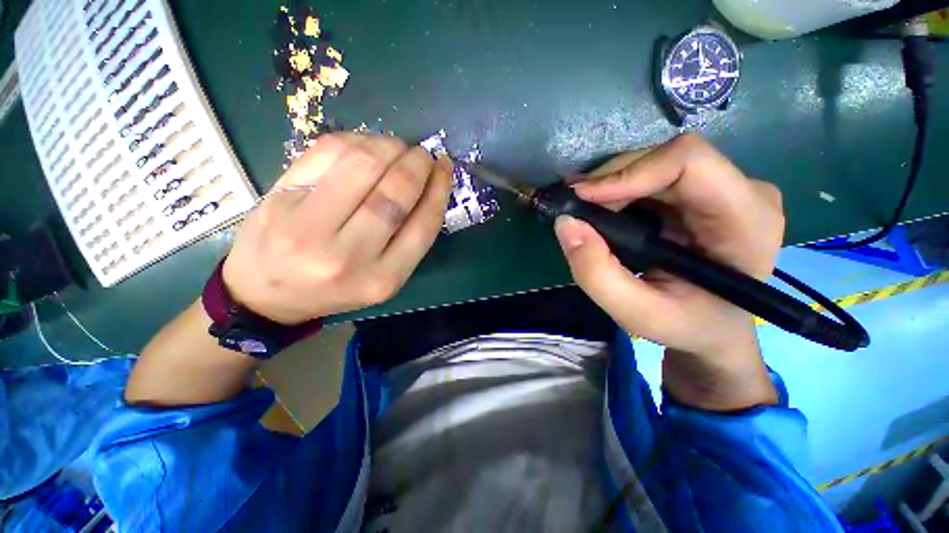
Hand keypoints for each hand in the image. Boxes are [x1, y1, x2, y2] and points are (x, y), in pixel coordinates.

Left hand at [222, 133, 451, 324]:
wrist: (266, 294)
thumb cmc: (335, 288)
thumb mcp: (383, 277)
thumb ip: (408, 239)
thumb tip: (429, 185)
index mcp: (382, 279)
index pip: (423, 226)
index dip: (439, 190)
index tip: (444, 169)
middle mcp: (348, 256)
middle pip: (395, 193)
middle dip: (416, 164)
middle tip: (422, 154)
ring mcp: (308, 225)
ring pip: (363, 164)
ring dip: (389, 146)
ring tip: (397, 147)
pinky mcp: (279, 197)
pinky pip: (327, 151)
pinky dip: (356, 140)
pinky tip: (366, 145)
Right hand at [555, 134, 783, 409]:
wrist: (713, 326)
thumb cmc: (687, 325)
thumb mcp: (637, 314)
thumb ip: (597, 275)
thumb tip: (566, 224)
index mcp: (747, 221)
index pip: (689, 162)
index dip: (629, 172)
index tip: (582, 197)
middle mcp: (743, 191)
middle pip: (666, 159)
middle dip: (611, 182)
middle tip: (574, 208)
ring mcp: (723, 187)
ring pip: (654, 163)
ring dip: (611, 187)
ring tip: (584, 212)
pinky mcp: (701, 191)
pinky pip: (651, 176)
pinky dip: (617, 191)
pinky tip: (601, 210)